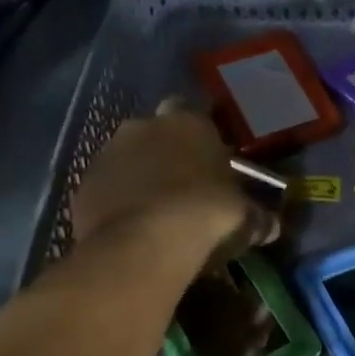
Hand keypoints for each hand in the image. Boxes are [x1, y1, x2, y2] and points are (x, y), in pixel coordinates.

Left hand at [72, 103, 277, 262]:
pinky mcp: (83, 185)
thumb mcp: (246, 218)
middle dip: (165, 153)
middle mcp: (143, 126)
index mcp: (188, 122)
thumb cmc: (207, 216)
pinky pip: (105, 188)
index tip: (209, 159)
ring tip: (155, 212)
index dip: (200, 135)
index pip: (194, 111)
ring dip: (138, 177)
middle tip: (182, 186)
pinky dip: (116, 202)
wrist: (144, 245)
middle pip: (155, 132)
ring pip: (126, 159)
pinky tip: (131, 228)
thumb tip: (271, 225)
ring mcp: (107, 153)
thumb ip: (258, 216)